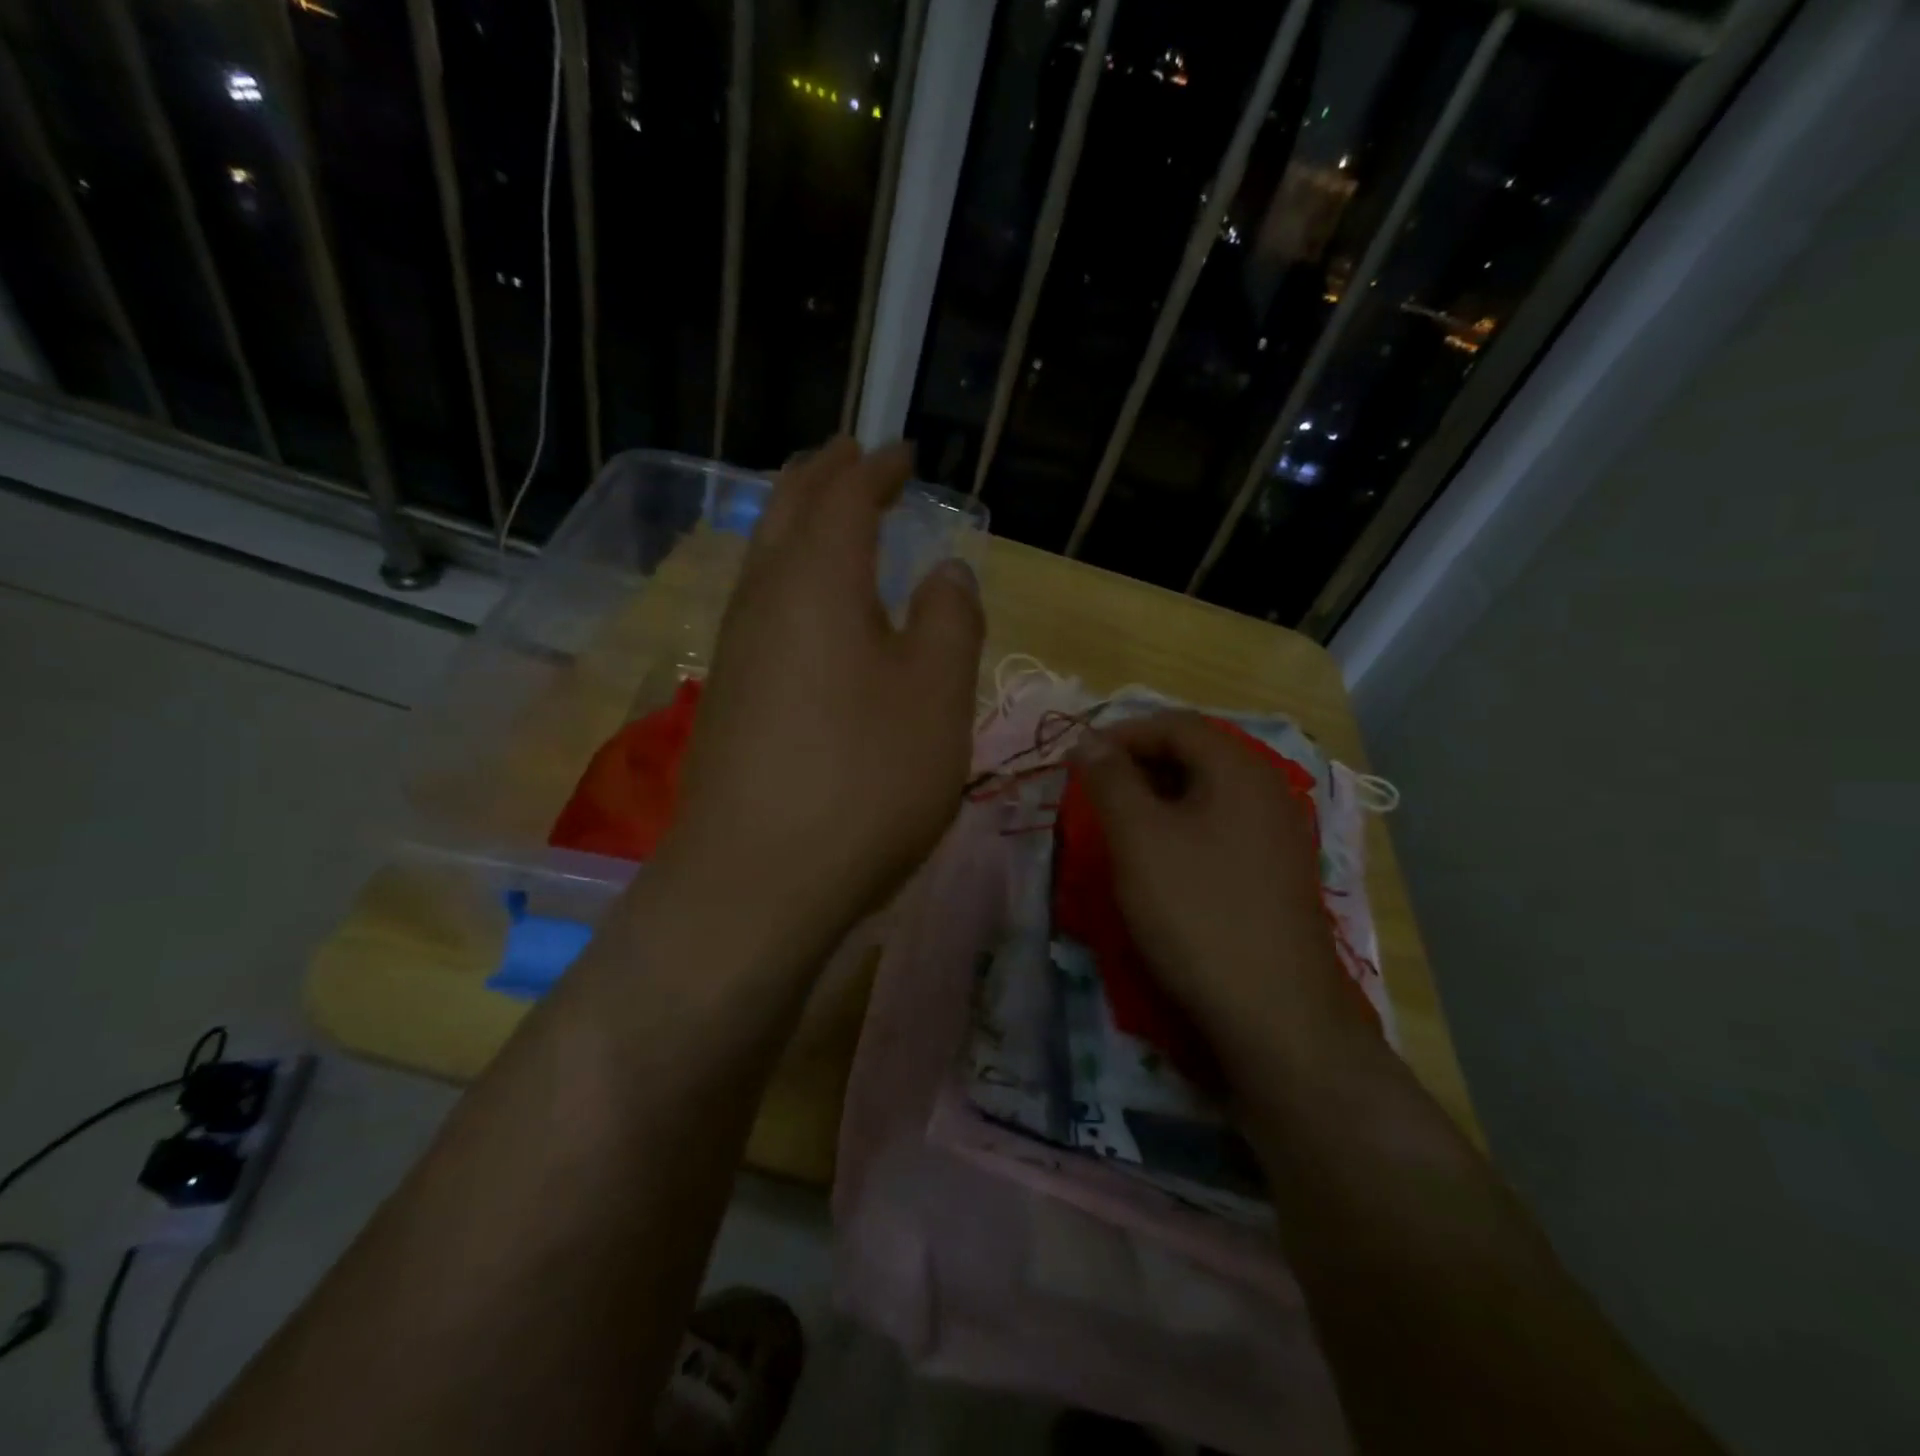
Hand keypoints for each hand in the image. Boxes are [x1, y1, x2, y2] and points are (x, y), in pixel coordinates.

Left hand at [657, 437, 984, 968]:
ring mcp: (737, 652)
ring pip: (765, 559)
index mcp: (818, 580)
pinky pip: (762, 608)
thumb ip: (951, 620)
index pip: (844, 495)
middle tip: (853, 456)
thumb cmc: (864, 780)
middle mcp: (765, 600)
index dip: (875, 467)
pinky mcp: (729, 699)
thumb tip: (946, 572)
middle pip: (786, 511)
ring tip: (829, 516)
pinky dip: (789, 579)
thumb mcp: (937, 696)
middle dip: (822, 476)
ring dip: (797, 524)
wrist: (756, 882)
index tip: (901, 452)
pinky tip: (808, 609)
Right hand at [1072, 712, 1377, 1087]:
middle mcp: (1268, 790)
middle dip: (1139, 765)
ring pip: (1207, 794)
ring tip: (1119, 824)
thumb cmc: (1197, 912)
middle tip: (1095, 792)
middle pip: (1195, 754)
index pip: (1175, 724)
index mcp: (1240, 769)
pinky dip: (1183, 829)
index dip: (1121, 733)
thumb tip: (1088, 741)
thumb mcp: (1139, 838)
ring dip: (1158, 798)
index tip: (1078, 760)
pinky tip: (1160, 862)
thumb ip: (1110, 780)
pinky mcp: (1277, 873)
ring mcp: (1279, 834)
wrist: (1275, 1014)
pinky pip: (1221, 829)